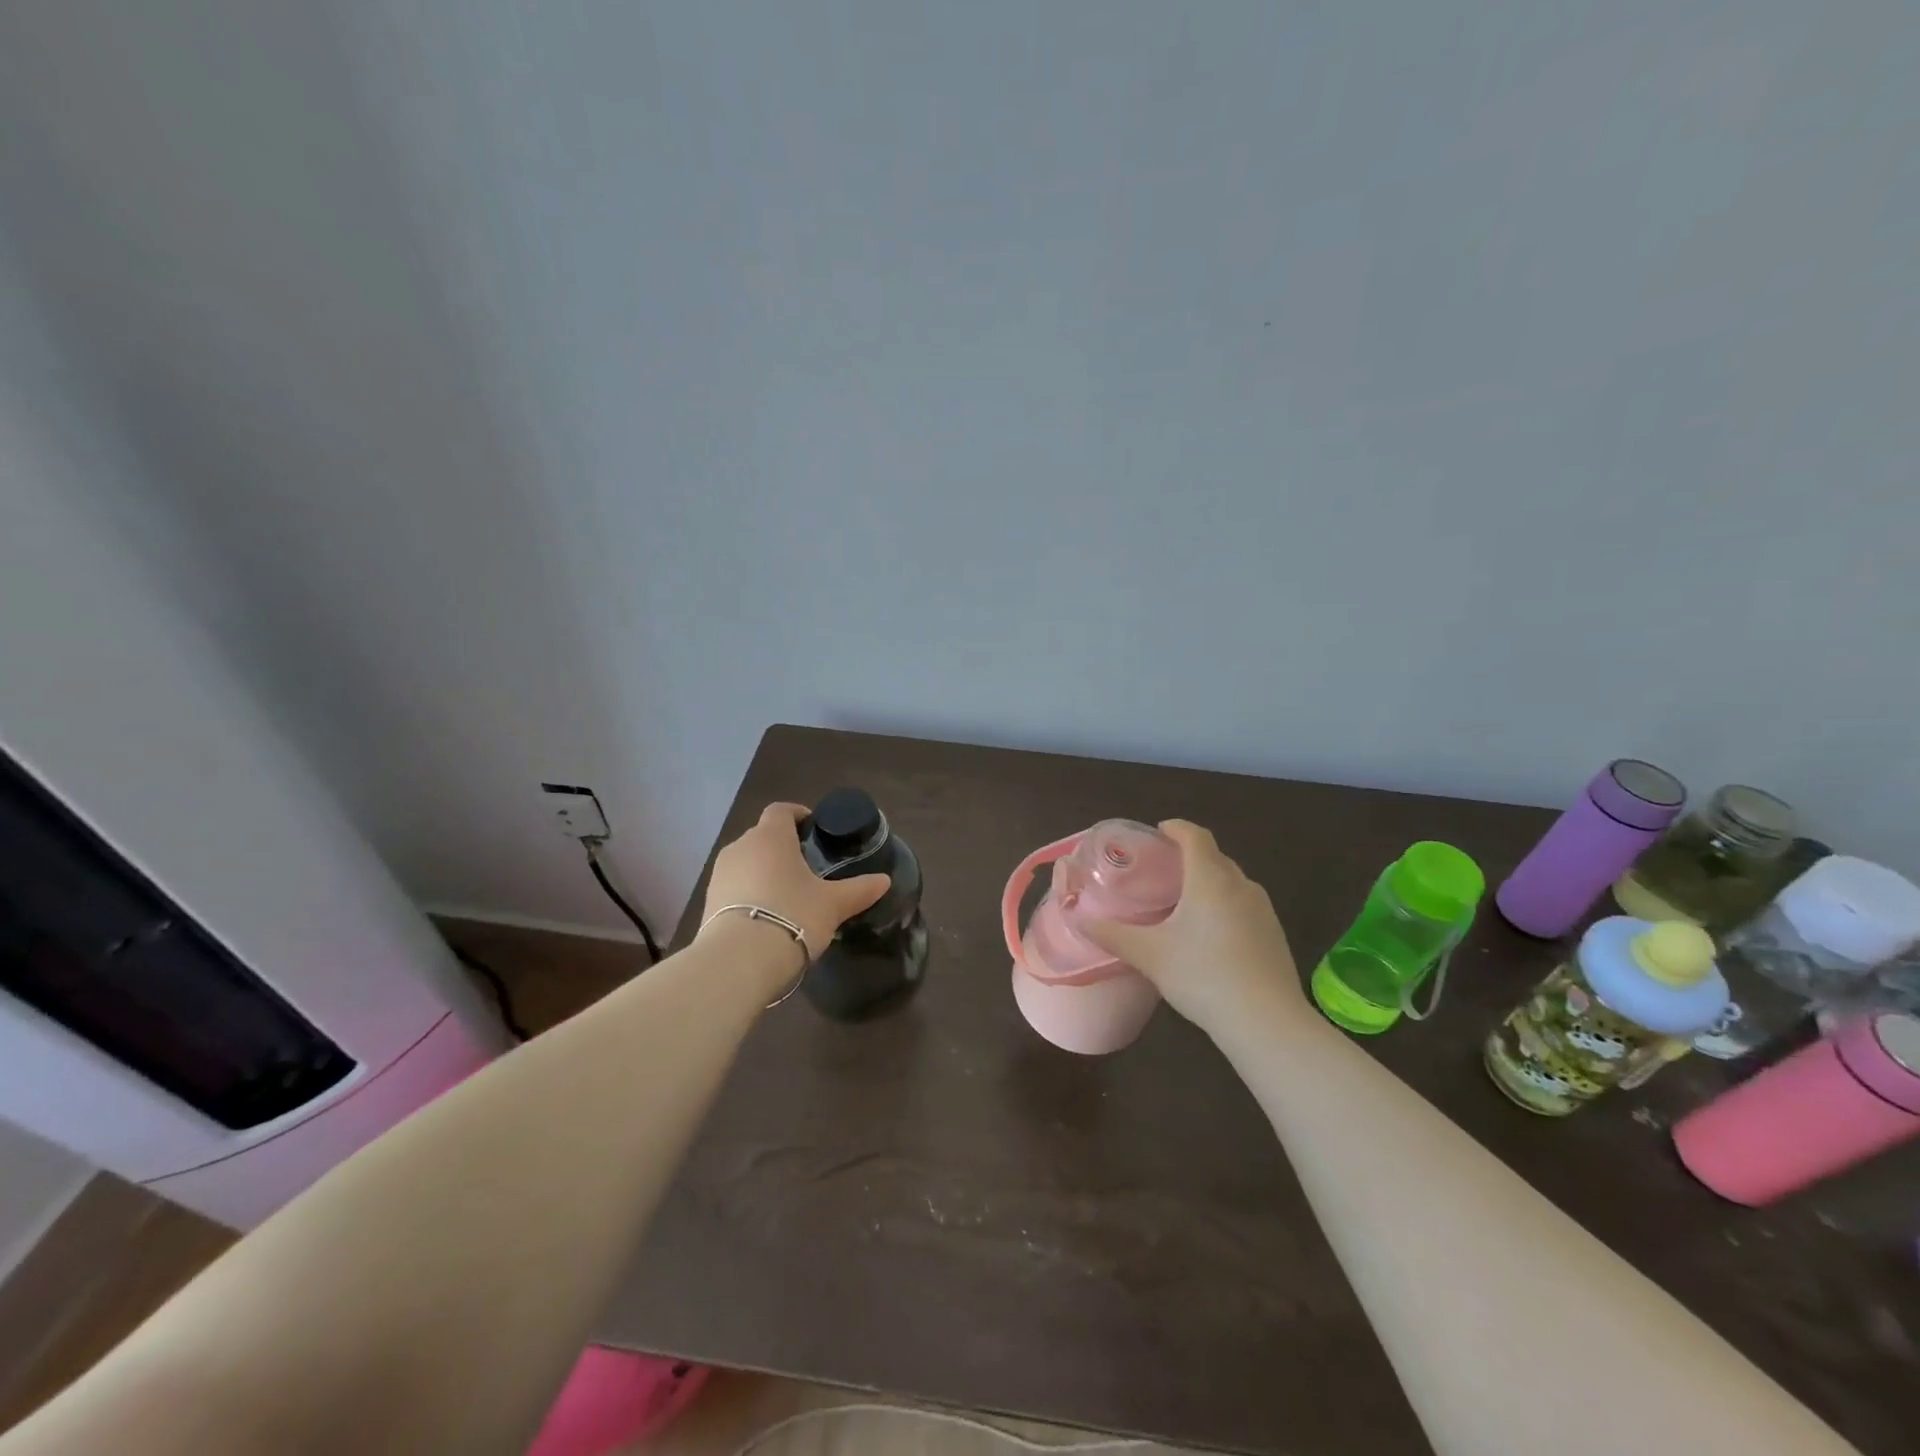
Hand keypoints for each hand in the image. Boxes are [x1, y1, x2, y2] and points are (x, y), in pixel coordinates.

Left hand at [700, 803, 889, 964]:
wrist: (738, 961)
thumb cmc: (793, 915)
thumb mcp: (833, 904)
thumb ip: (859, 890)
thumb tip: (884, 881)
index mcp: (771, 836)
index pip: (781, 810)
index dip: (797, 815)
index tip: (813, 829)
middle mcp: (741, 847)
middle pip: (762, 836)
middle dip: (782, 847)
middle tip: (806, 867)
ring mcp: (719, 875)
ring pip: (746, 862)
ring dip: (764, 871)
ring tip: (787, 894)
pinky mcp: (708, 902)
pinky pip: (734, 888)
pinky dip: (749, 894)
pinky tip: (766, 917)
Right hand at [1078, 820, 1310, 1042]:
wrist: (1266, 1022)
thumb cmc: (1202, 976)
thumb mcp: (1149, 955)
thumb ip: (1112, 934)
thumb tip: (1079, 919)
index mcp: (1210, 879)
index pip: (1195, 836)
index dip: (1176, 828)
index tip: (1157, 833)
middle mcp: (1241, 885)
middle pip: (1214, 857)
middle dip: (1189, 857)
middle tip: (1161, 872)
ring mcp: (1263, 910)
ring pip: (1232, 882)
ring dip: (1209, 883)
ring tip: (1183, 904)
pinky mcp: (1275, 934)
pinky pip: (1245, 906)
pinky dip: (1225, 907)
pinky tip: (1211, 937)